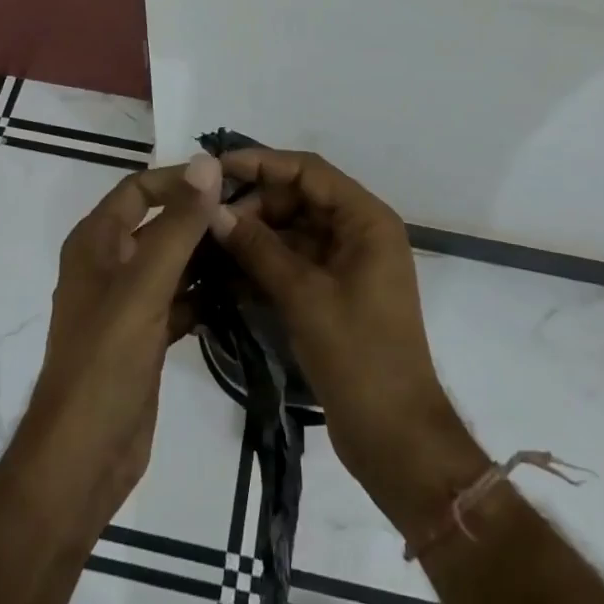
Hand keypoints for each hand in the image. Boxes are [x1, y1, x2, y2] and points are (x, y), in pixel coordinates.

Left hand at [8, 155, 222, 537]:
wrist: (83, 459)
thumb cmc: (106, 362)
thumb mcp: (144, 286)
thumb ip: (178, 225)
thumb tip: (207, 162)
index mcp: (96, 242)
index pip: (140, 189)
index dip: (180, 180)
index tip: (230, 182)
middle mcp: (109, 264)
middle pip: (159, 224)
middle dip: (201, 218)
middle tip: (255, 216)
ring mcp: (127, 302)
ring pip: (173, 262)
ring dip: (208, 255)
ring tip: (255, 248)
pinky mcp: (145, 335)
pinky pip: (180, 298)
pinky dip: (205, 293)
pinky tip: (242, 293)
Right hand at [210, 149, 482, 531]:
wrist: (396, 439)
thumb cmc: (358, 357)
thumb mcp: (304, 296)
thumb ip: (258, 248)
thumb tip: (214, 210)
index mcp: (366, 220)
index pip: (308, 171)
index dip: (262, 163)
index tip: (215, 168)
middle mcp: (359, 232)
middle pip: (299, 197)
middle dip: (254, 203)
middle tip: (207, 218)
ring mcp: (346, 264)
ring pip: (292, 230)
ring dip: (254, 234)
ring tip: (207, 241)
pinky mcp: (332, 292)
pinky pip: (293, 261)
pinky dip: (263, 262)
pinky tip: (225, 270)